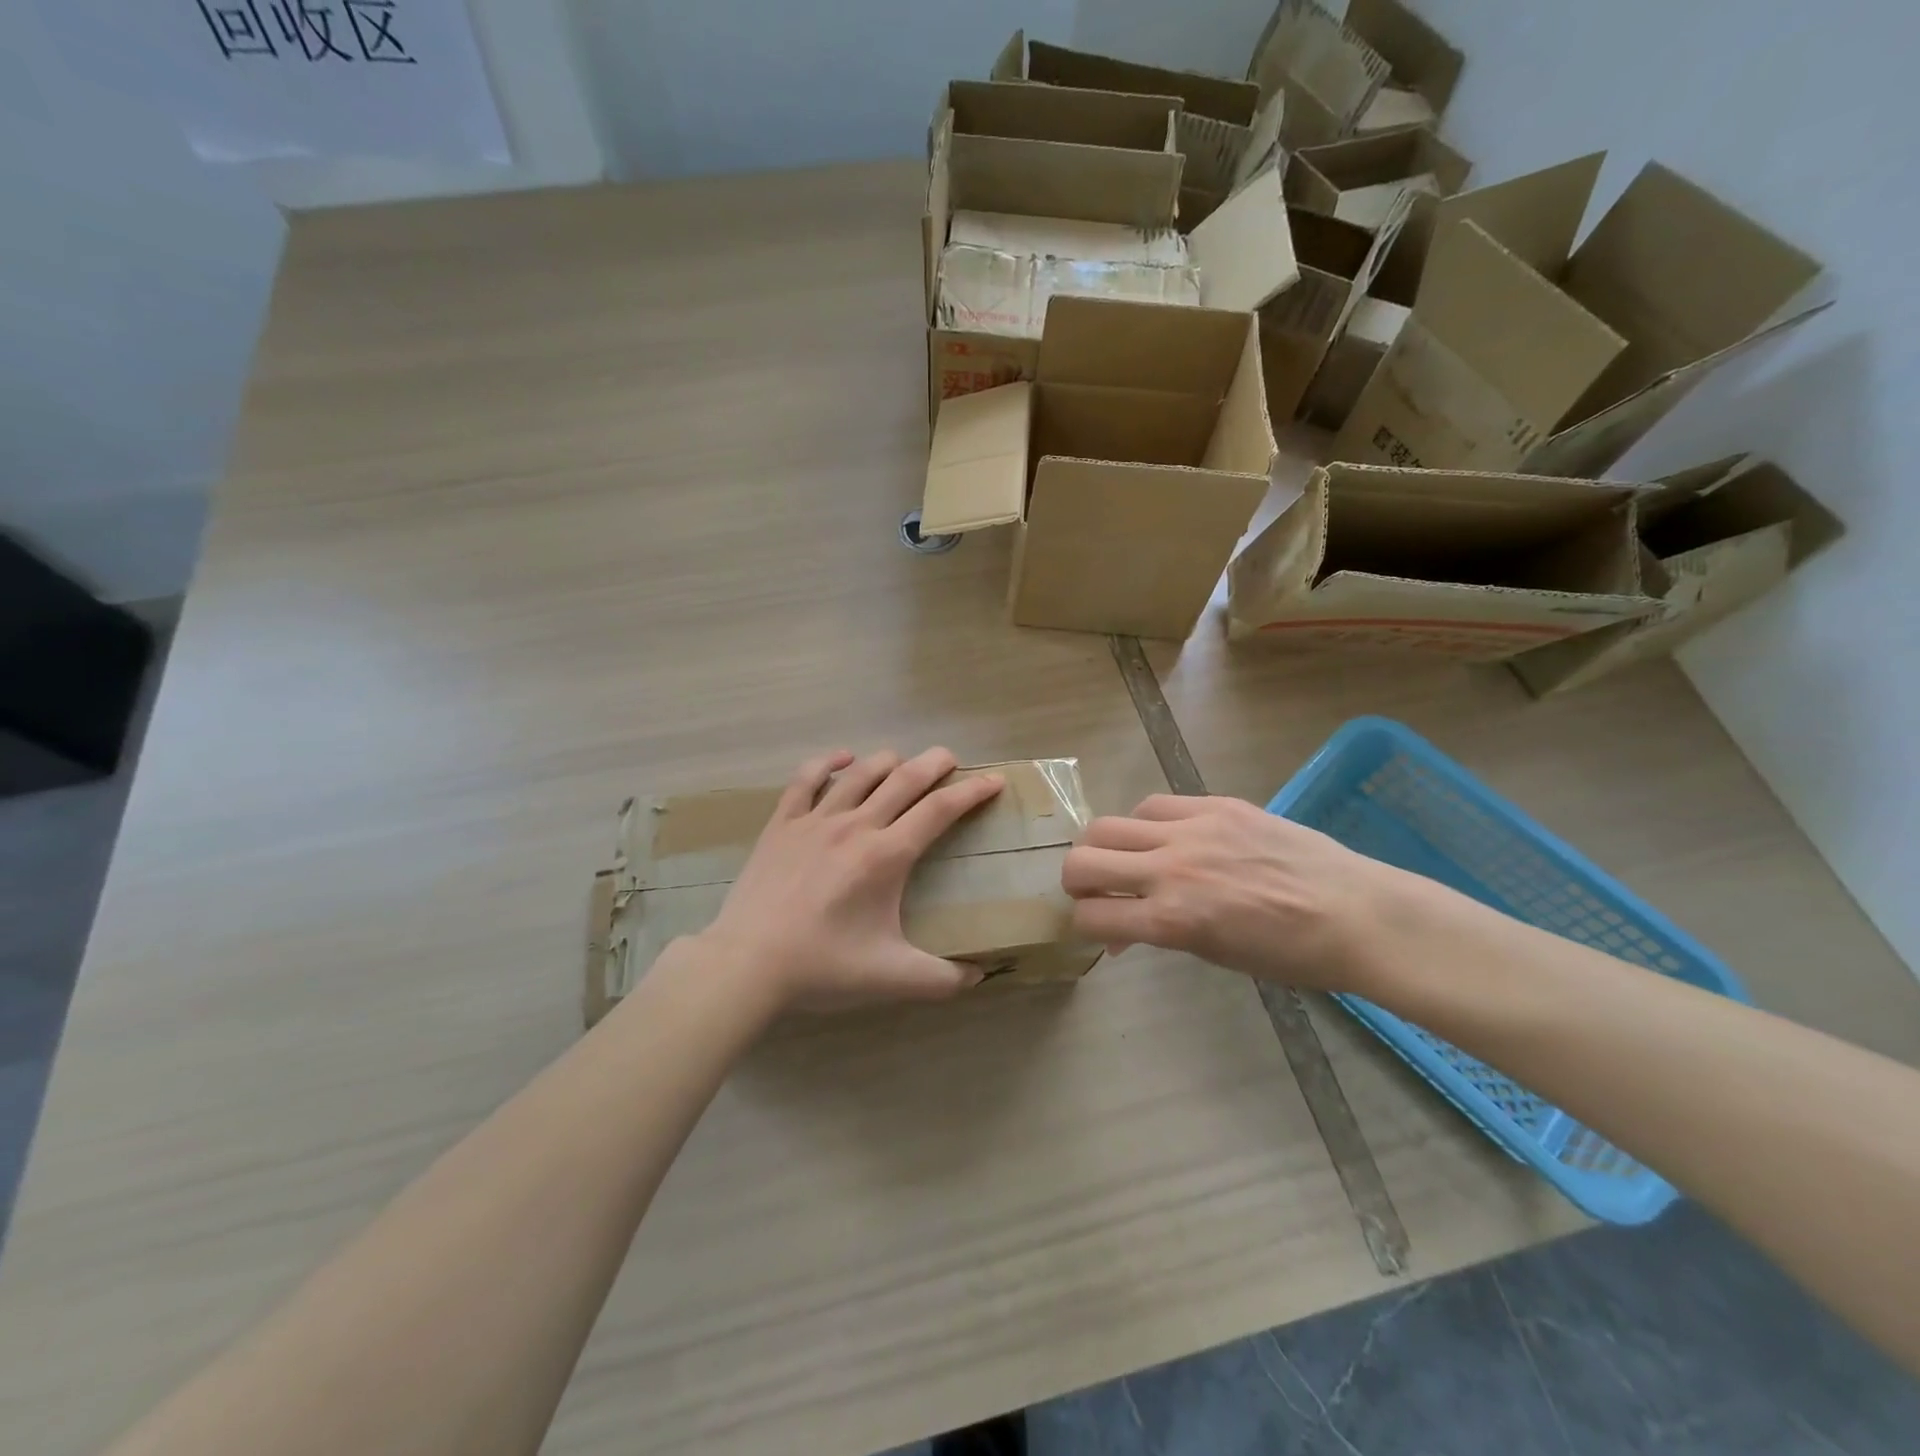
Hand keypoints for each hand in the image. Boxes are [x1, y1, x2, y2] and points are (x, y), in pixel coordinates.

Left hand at [695, 748, 1003, 1011]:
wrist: (747, 964)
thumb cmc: (823, 967)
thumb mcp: (892, 978)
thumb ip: (943, 978)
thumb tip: (981, 975)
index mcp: (887, 856)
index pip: (940, 810)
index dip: (972, 792)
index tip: (993, 780)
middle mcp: (856, 826)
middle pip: (905, 779)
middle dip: (935, 763)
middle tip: (951, 760)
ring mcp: (815, 820)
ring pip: (860, 773)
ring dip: (888, 761)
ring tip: (904, 763)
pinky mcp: (782, 824)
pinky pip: (806, 780)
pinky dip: (827, 763)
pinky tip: (842, 759)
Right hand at [1060, 794, 1443, 994]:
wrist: (1355, 914)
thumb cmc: (1290, 955)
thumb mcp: (1214, 955)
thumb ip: (1160, 933)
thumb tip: (1123, 929)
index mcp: (1172, 921)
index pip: (1090, 916)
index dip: (1082, 923)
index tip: (1094, 925)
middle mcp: (1170, 870)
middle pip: (1083, 861)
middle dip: (1075, 880)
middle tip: (1093, 889)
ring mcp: (1192, 830)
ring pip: (1108, 825)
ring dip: (1103, 846)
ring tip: (1124, 857)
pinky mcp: (1216, 804)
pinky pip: (1155, 804)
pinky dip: (1146, 823)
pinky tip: (1163, 835)